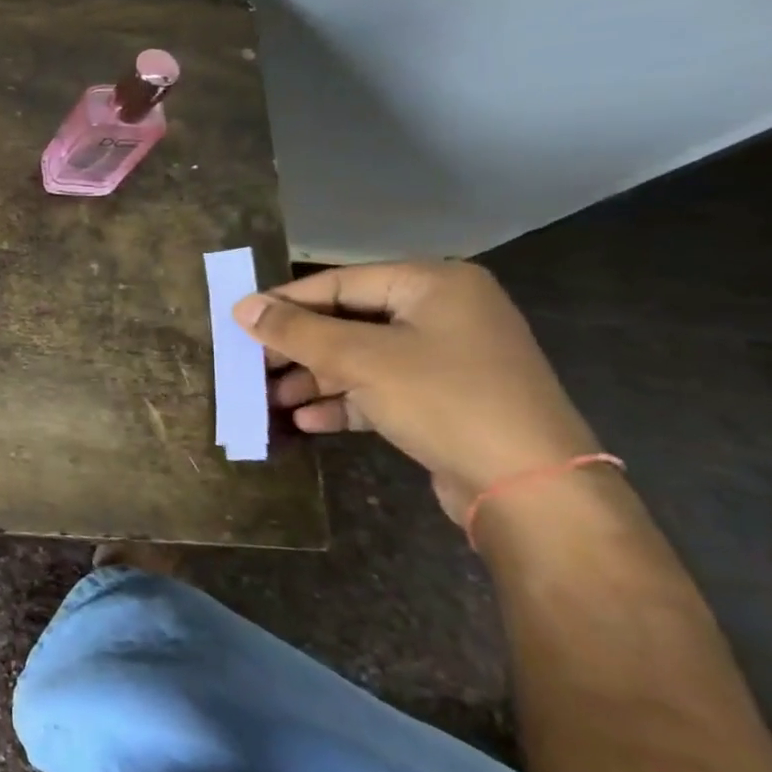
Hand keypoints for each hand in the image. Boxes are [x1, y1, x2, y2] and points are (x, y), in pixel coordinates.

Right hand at [232, 261, 599, 523]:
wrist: (531, 488)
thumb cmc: (444, 399)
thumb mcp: (361, 359)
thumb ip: (297, 331)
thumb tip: (242, 307)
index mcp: (433, 284)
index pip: (340, 283)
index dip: (286, 303)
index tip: (241, 323)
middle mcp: (443, 313)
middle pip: (349, 320)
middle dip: (299, 348)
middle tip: (253, 366)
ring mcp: (447, 358)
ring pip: (362, 358)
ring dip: (315, 379)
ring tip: (271, 400)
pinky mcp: (445, 400)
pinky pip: (381, 389)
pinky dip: (344, 401)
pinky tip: (307, 420)